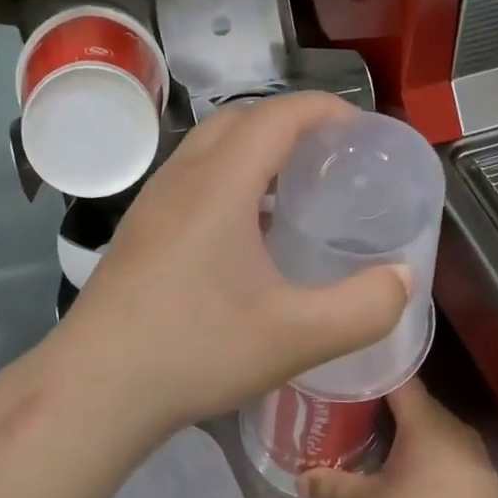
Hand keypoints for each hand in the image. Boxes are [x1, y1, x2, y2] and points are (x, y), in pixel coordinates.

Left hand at [49, 93, 410, 446]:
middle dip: (291, 122)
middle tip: (331, 158)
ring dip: (255, 148)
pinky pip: (191, 178)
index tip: (362, 131)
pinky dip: (228, 177)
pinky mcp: (139, 230)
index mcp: (220, 183)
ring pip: (209, 147)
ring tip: (294, 189)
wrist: (95, 388)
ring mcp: (152, 203)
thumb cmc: (196, 350)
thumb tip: (402, 280)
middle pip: (240, 118)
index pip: (278, 114)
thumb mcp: (296, 337)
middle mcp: (181, 178)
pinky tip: (246, 231)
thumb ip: (364, 308)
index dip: (325, 109)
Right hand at [301, 379, 497, 497]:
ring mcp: (467, 450)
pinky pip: (439, 449)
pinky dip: (416, 451)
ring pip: (425, 427)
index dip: (370, 370)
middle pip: (409, 401)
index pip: (397, 376)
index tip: (342, 371)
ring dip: (398, 430)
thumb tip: (300, 479)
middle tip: (342, 407)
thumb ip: (335, 489)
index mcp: (424, 418)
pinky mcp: (475, 475)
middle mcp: (448, 424)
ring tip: (363, 435)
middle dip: (376, 403)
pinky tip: (397, 468)